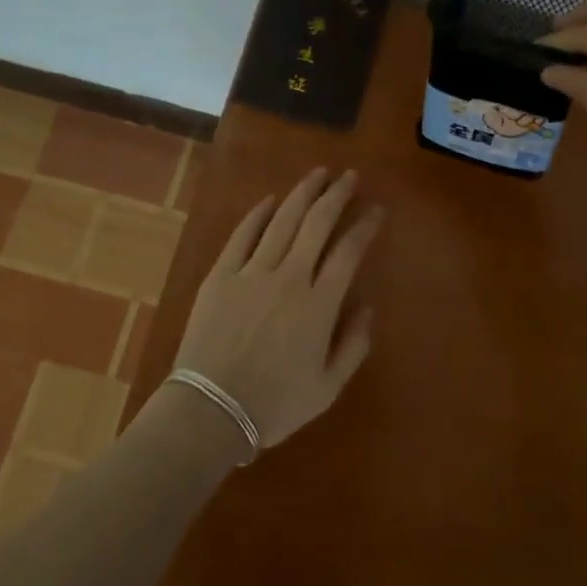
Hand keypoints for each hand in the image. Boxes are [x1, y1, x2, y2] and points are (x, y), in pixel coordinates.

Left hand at [169, 168, 384, 449]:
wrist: (211, 411)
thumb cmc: (274, 405)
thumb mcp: (328, 387)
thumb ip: (353, 344)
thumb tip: (367, 306)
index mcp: (319, 305)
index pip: (348, 252)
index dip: (364, 226)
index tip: (375, 210)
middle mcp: (289, 278)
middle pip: (317, 223)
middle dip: (336, 195)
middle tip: (349, 176)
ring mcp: (252, 273)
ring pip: (282, 221)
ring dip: (302, 194)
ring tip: (317, 174)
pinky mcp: (220, 275)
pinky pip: (242, 235)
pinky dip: (258, 214)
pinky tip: (269, 200)